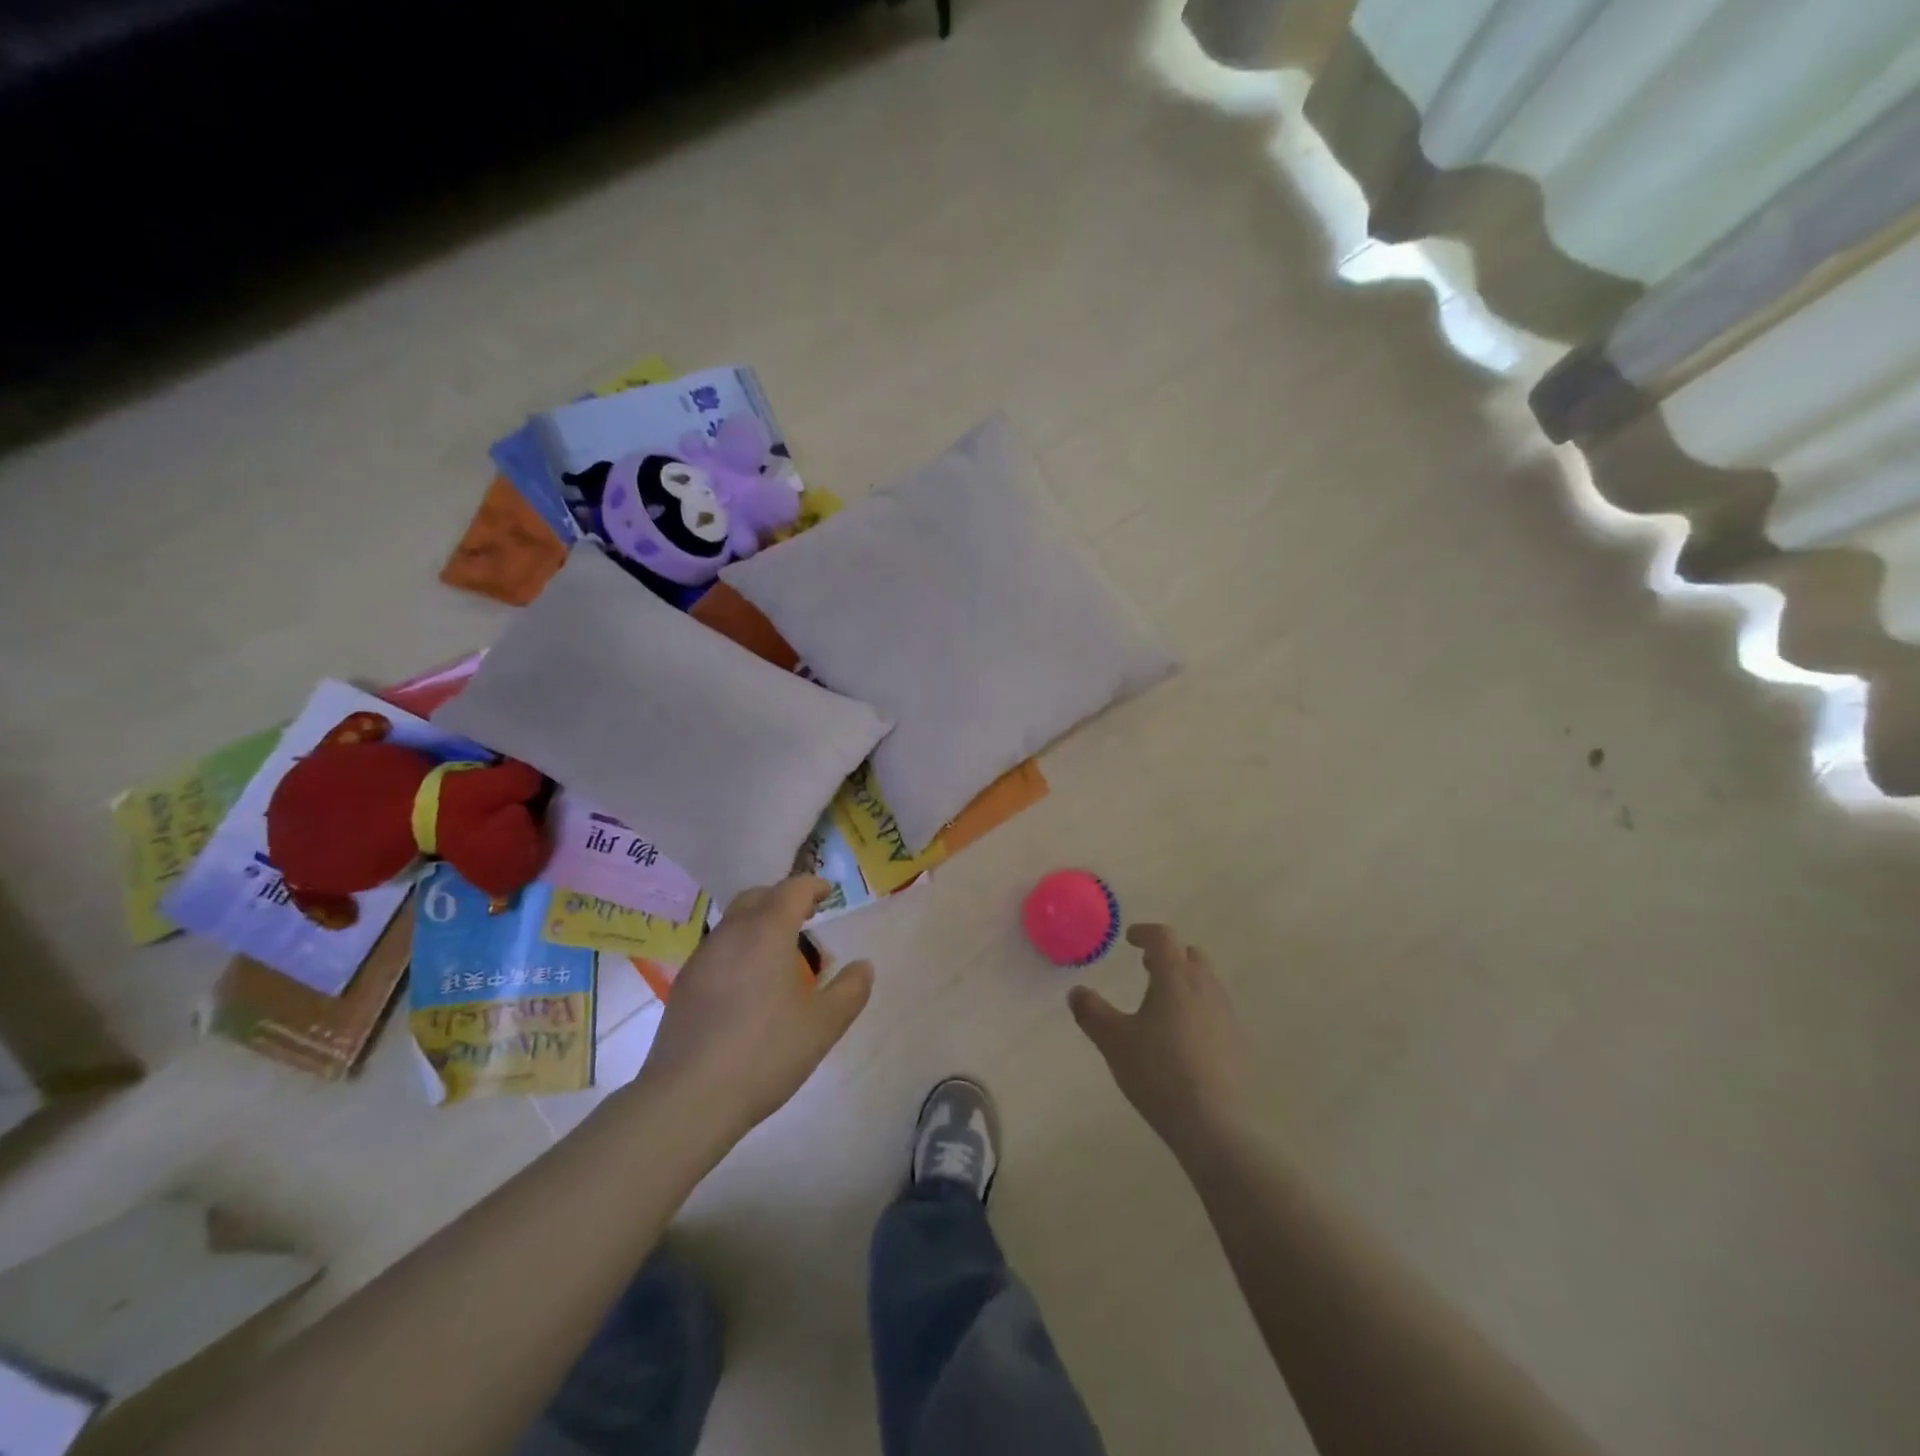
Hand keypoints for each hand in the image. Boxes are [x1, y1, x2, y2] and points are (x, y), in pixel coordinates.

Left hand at [637, 876, 872, 1142]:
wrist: (688, 1098)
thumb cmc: (765, 1054)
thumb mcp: (823, 1026)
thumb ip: (850, 991)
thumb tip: (864, 966)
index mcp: (767, 932)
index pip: (792, 889)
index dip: (812, 886)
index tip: (827, 894)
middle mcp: (731, 934)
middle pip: (757, 897)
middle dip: (783, 898)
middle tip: (806, 916)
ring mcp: (702, 958)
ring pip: (733, 922)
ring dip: (758, 922)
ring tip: (779, 952)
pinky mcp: (684, 984)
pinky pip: (717, 948)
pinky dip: (739, 947)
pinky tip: (748, 984)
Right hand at [1069, 924, 1250, 1162]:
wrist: (1212, 1123)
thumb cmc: (1157, 1072)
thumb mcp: (1113, 1041)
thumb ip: (1091, 1011)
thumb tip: (1075, 992)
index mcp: (1175, 977)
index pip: (1163, 938)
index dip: (1145, 933)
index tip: (1130, 939)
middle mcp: (1205, 987)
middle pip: (1190, 955)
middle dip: (1168, 955)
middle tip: (1146, 967)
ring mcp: (1226, 1014)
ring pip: (1206, 982)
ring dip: (1185, 980)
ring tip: (1163, 1002)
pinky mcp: (1237, 1041)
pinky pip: (1216, 1009)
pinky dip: (1198, 1007)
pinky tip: (1183, 1034)